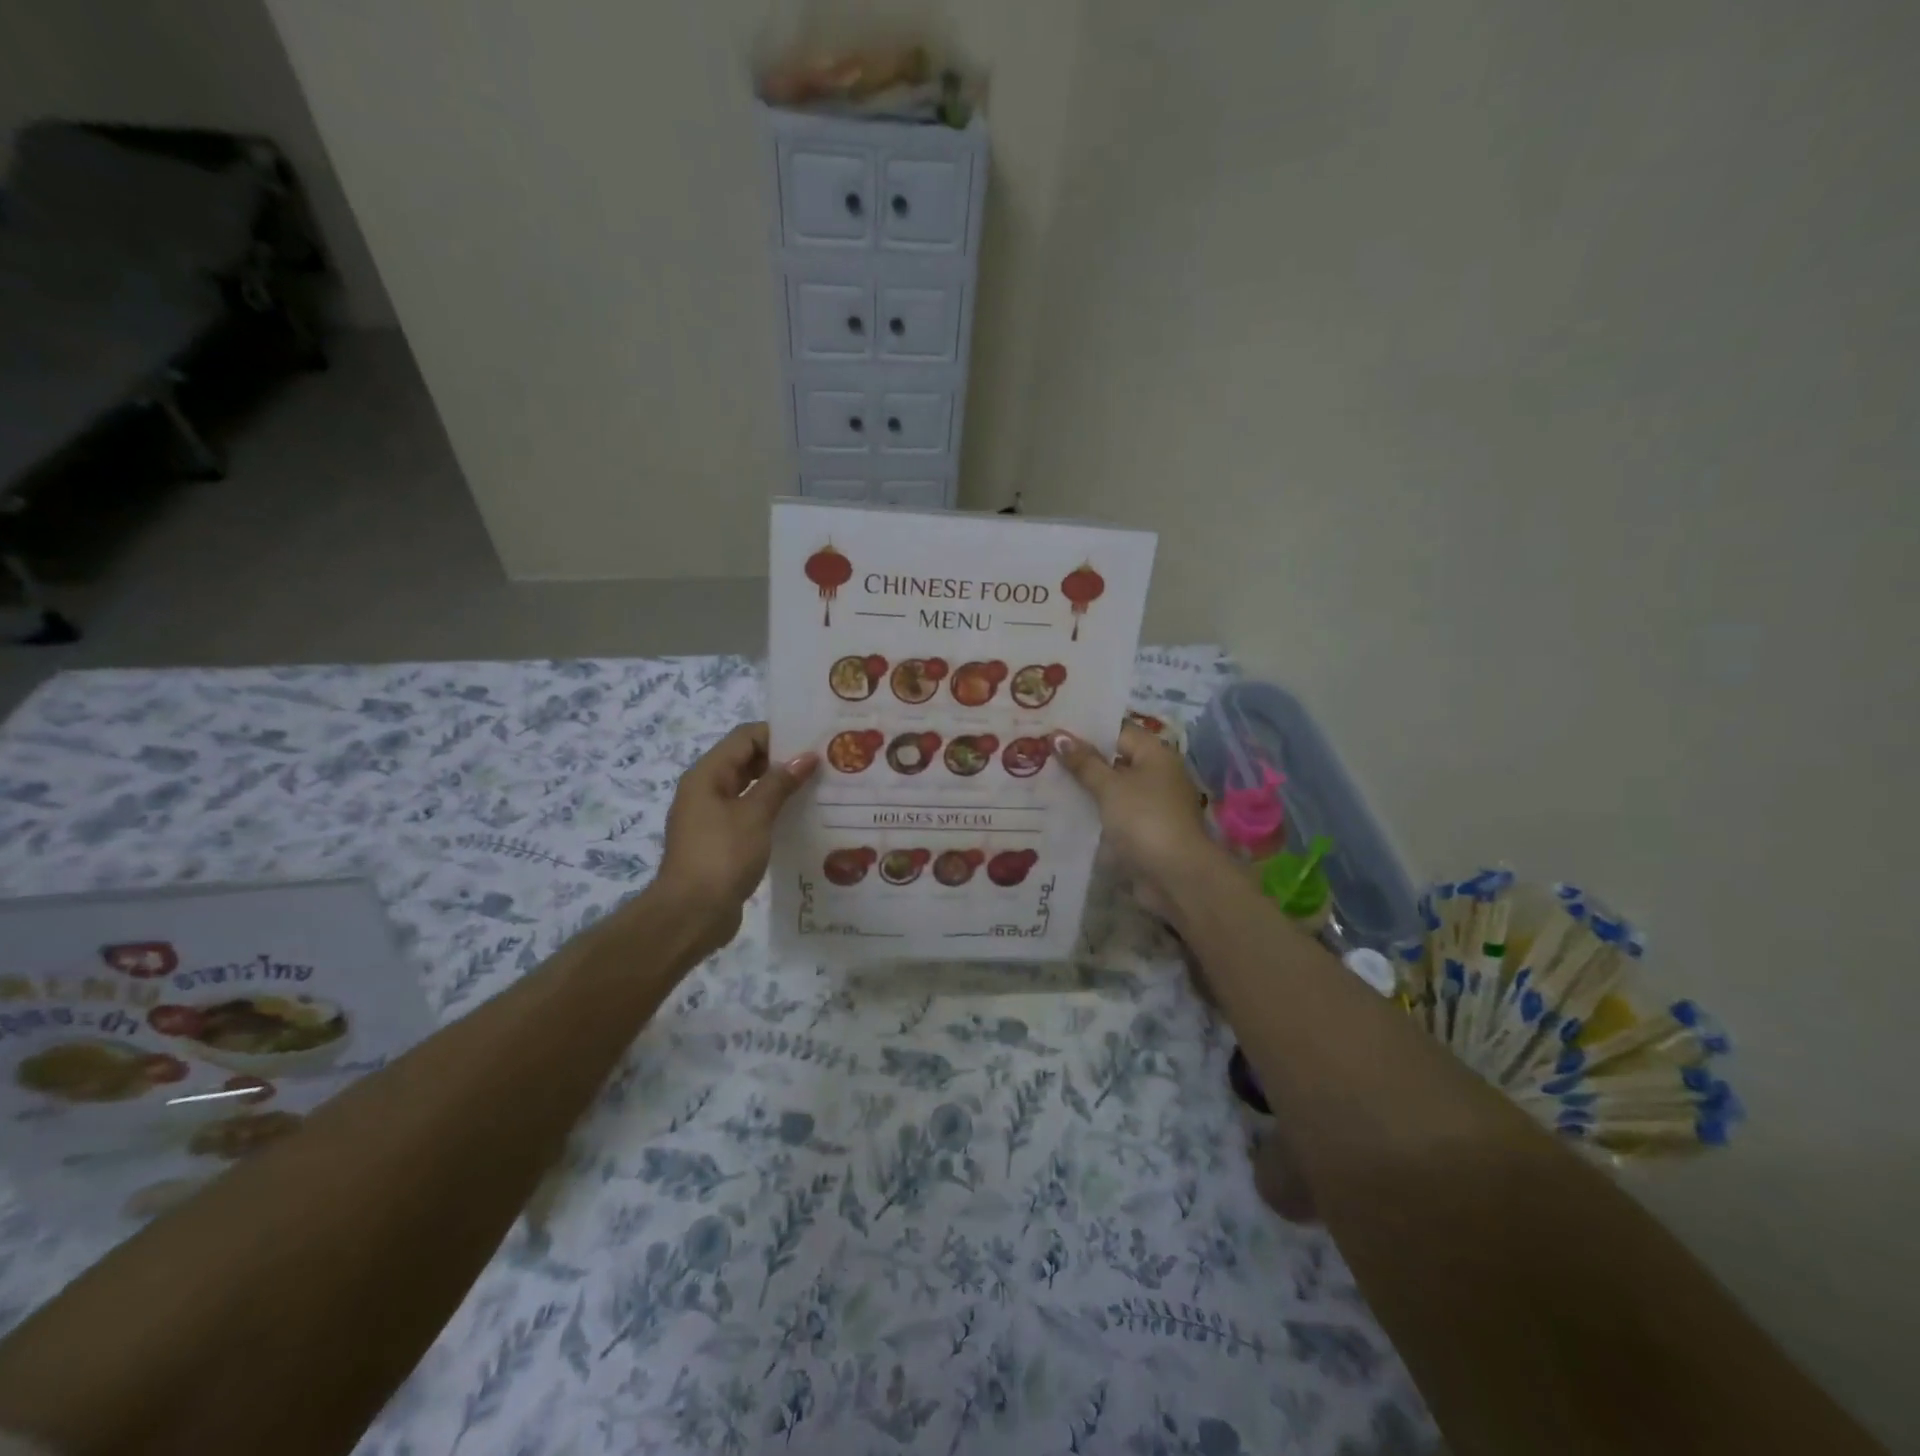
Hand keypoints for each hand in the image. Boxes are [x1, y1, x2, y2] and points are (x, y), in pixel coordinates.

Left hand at [655, 723, 817, 956]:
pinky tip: (800, 820)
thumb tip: (806, 756)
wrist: (691, 914)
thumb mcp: (754, 815)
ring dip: (780, 787)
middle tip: (822, 764)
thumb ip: (780, 783)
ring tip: (818, 789)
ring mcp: (712, 818)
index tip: (813, 742)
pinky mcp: (722, 842)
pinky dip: (772, 812)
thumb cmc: (721, 856)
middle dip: (782, 760)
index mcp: (707, 775)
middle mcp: (706, 791)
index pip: (745, 737)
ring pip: (750, 789)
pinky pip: (750, 815)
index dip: (778, 735)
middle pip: (747, 761)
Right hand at [1051, 723, 1219, 907]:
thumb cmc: (1144, 820)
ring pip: (1111, 789)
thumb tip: (1057, 736)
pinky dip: (1092, 812)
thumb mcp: (1110, 787)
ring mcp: (1151, 805)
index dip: (1086, 729)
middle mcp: (1156, 775)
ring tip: (1042, 780)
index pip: (1117, 731)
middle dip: (1080, 760)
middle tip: (1040, 753)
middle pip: (1113, 760)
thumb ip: (1084, 763)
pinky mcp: (1143, 831)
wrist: (1175, 876)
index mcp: (1155, 755)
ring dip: (1083, 788)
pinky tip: (1061, 811)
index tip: (1052, 728)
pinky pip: (1112, 813)